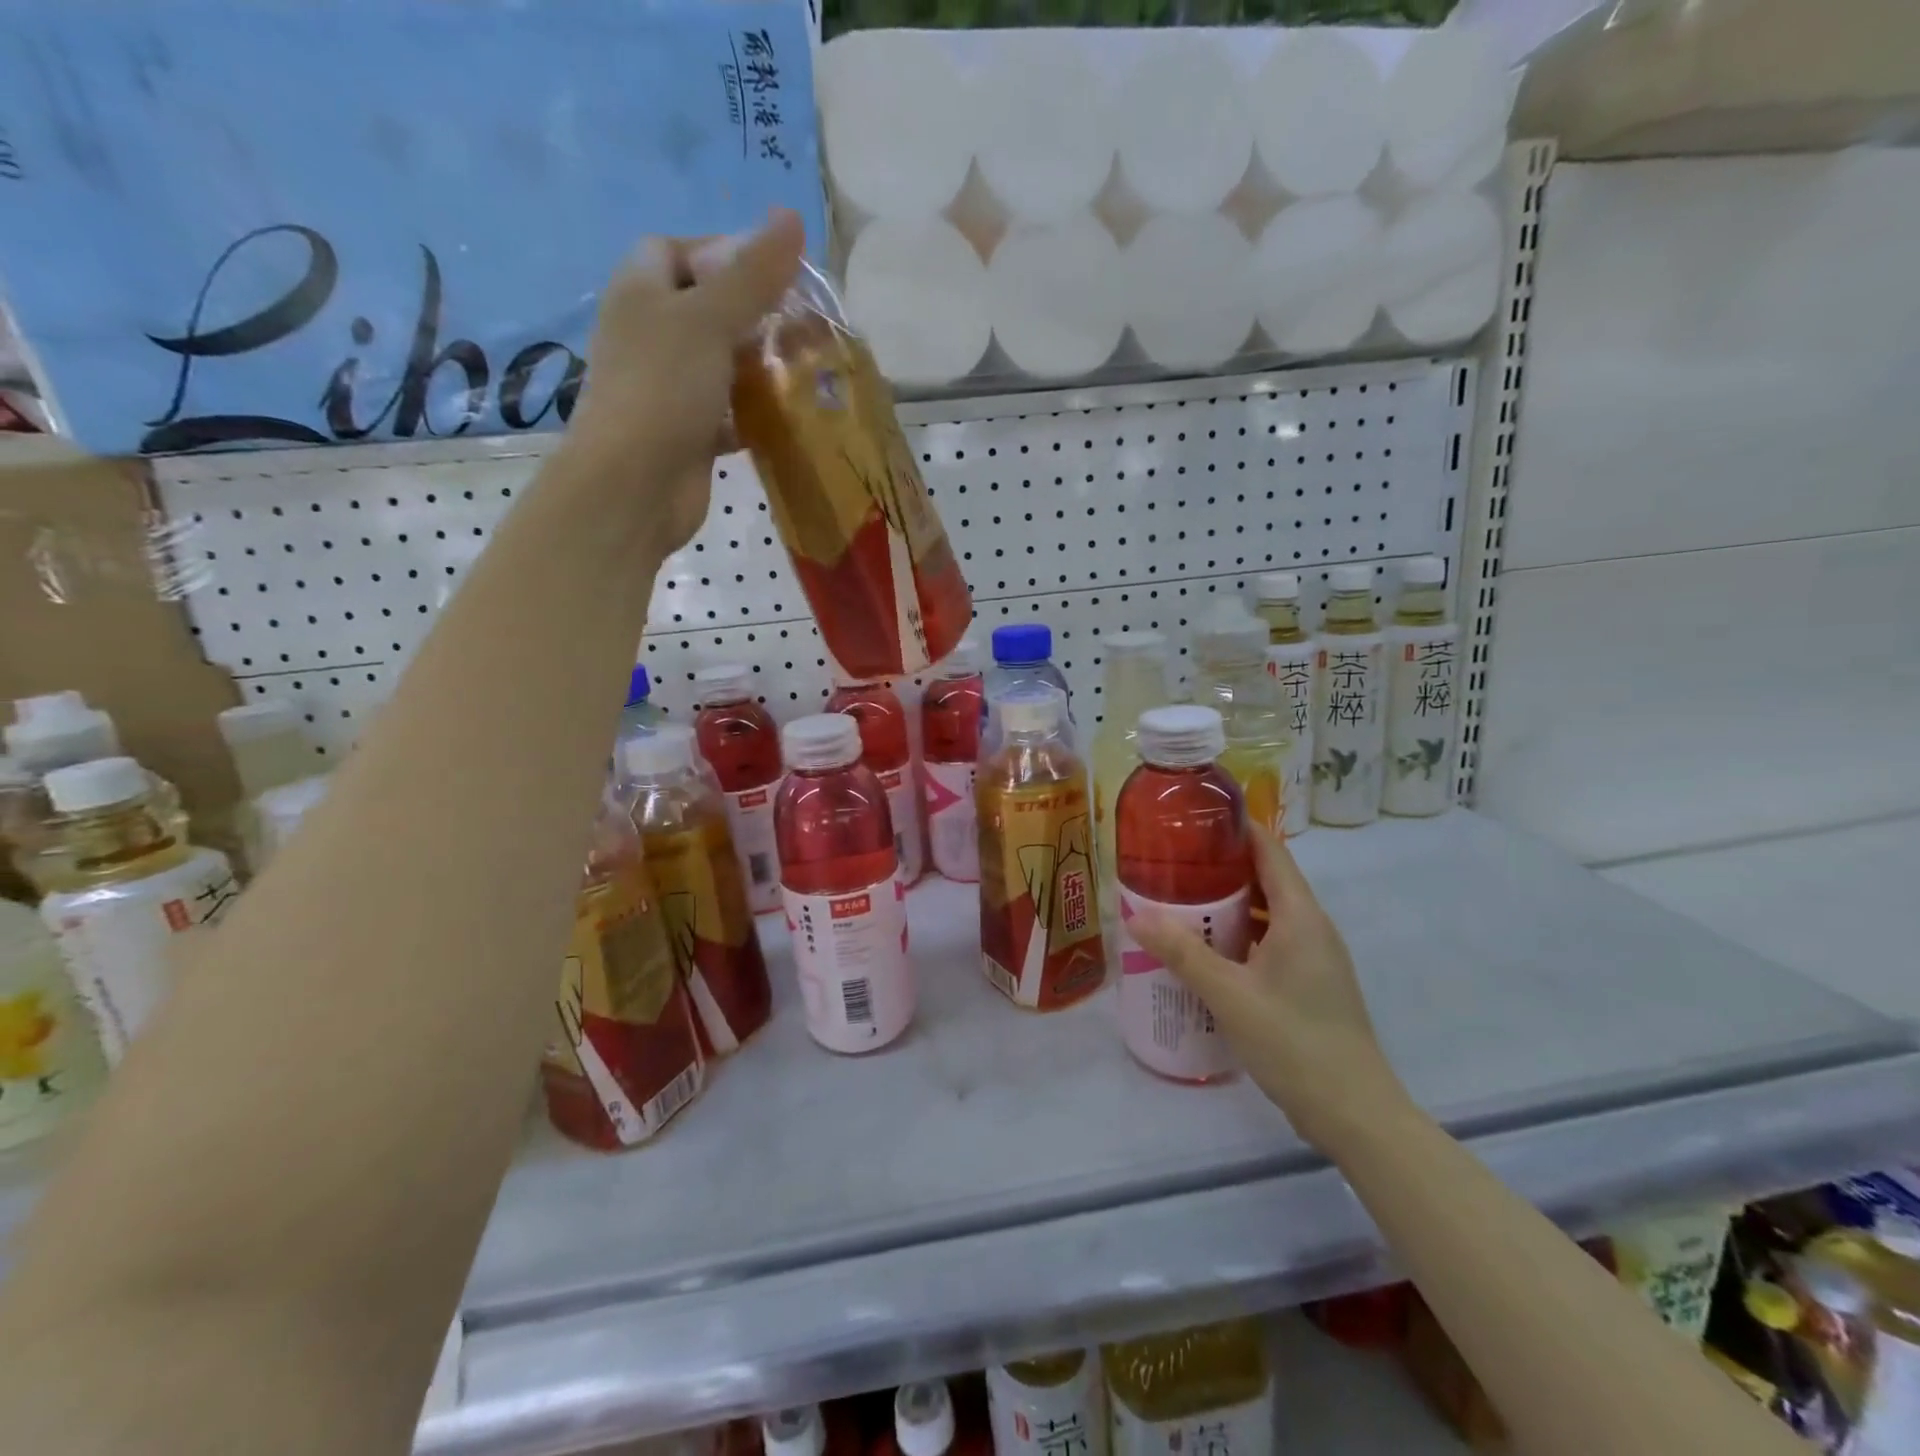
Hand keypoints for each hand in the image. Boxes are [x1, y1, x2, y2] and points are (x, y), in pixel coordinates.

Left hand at [566, 209, 805, 552]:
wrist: (634, 486)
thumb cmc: (663, 390)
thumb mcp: (710, 321)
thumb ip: (753, 274)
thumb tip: (791, 216)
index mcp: (641, 292)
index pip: (680, 250)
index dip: (727, 253)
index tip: (777, 273)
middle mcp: (650, 335)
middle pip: (709, 309)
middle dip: (757, 315)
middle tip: (807, 327)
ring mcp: (668, 388)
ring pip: (722, 364)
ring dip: (761, 367)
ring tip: (809, 369)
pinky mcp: (688, 433)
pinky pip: (728, 413)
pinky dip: (756, 414)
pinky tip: (791, 418)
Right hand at [1129, 828, 1410, 1155]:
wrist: (1355, 1114)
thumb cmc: (1295, 1043)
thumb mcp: (1230, 995)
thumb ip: (1182, 953)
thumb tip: (1134, 914)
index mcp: (1300, 917)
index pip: (1270, 850)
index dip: (1236, 828)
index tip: (1194, 818)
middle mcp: (1312, 928)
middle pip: (1266, 879)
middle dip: (1221, 866)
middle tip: (1172, 862)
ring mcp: (1314, 958)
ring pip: (1267, 913)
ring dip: (1228, 904)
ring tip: (1180, 901)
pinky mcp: (1309, 984)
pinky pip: (1270, 942)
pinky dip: (1239, 935)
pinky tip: (1206, 952)